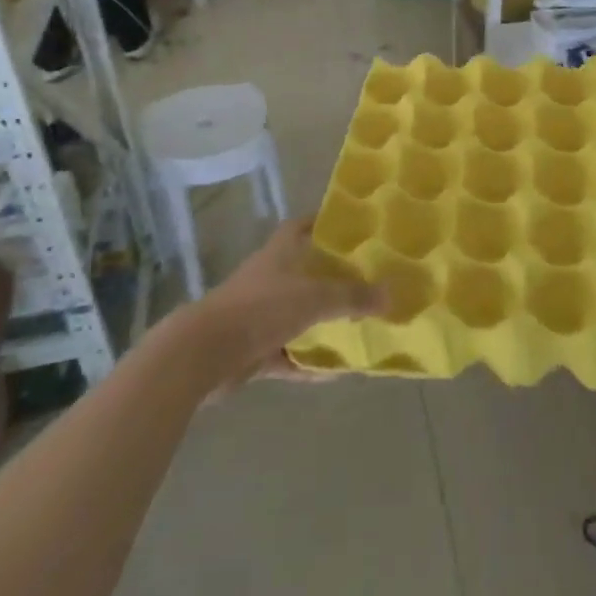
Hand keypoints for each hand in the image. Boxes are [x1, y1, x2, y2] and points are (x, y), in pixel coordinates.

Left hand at [191, 219, 383, 384]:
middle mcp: (269, 278)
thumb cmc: (261, 308)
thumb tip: (390, 296)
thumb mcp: (315, 297)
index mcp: (280, 252)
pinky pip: (288, 354)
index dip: (325, 223)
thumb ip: (353, 296)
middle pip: (305, 272)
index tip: (353, 229)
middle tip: (369, 283)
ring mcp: (258, 314)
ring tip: (359, 327)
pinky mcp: (252, 349)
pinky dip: (308, 362)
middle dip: (333, 278)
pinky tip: (336, 371)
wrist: (205, 353)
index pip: (303, 226)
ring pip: (298, 314)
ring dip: (322, 323)